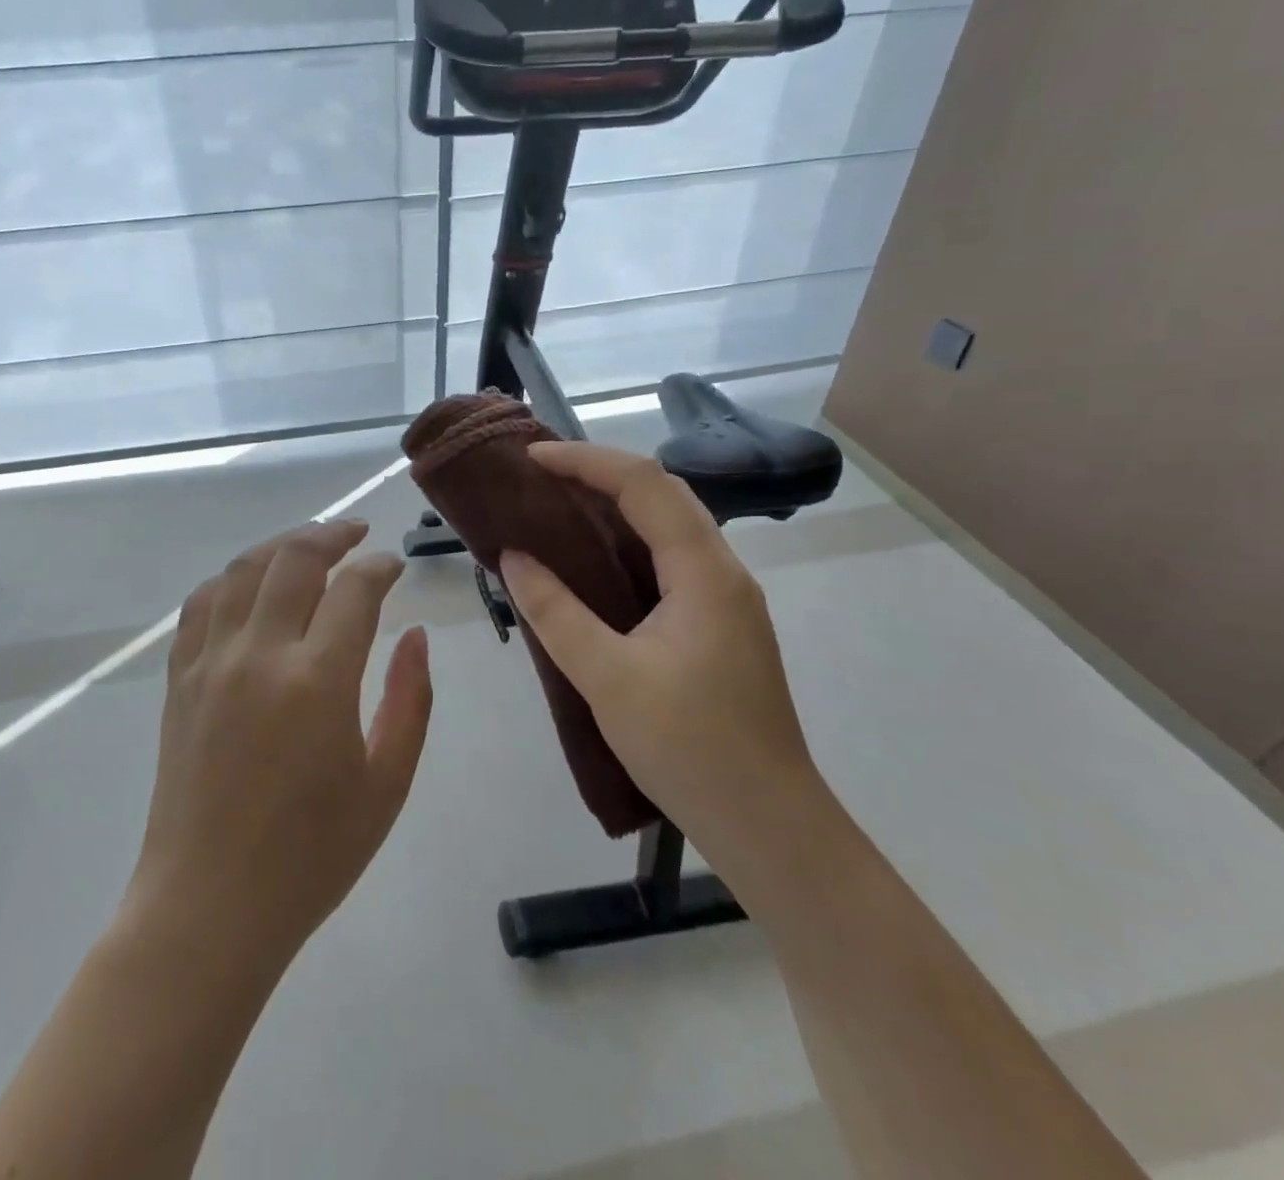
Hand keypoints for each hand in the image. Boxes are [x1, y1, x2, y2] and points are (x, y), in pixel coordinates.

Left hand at [130, 521, 432, 958]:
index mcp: (317, 681)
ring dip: (280, 546)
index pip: (354, 590)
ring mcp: (210, 663)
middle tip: (356, 535)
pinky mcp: (179, 679)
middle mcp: (259, 655)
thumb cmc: (311, 856)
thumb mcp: (386, 784)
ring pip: (242, 569)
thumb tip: (416, 636)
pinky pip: (201, 604)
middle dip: (332, 535)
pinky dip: (231, 579)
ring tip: (309, 545)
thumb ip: (409, 700)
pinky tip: (250, 584)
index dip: (380, 567)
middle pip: (294, 559)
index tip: (395, 566)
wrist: (209, 907)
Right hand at [499, 442, 815, 855]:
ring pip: (669, 527)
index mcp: (704, 572)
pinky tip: (594, 564)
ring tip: (558, 506)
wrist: (769, 826)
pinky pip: (669, 560)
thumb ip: (555, 612)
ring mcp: (726, 600)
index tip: (531, 457)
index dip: (585, 460)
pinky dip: (627, 543)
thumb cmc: (689, 748)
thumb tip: (514, 557)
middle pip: (663, 494)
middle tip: (540, 476)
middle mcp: (723, 572)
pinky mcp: (719, 626)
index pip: (644, 484)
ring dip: (615, 505)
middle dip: (600, 473)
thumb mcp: (607, 677)